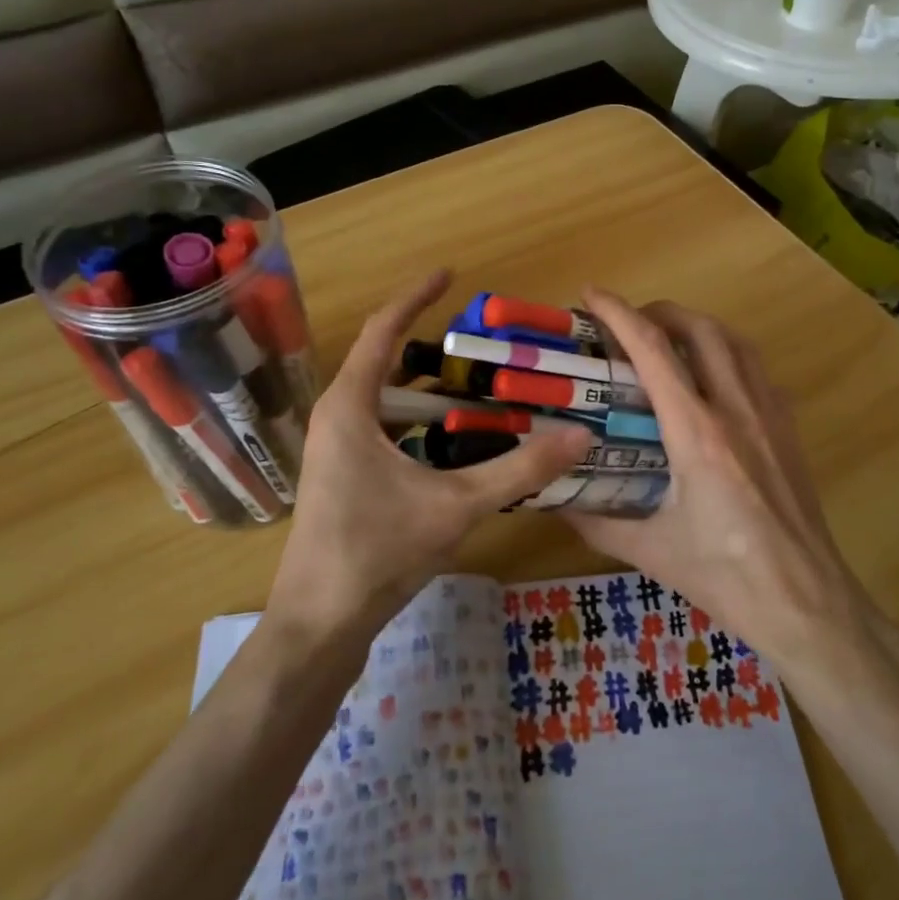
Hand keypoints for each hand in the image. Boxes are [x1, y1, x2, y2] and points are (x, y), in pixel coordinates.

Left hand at [265, 269, 591, 641]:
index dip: (416, 297)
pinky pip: (384, 429)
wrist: (319, 624)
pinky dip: (420, 423)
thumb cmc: (377, 552)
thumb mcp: (456, 506)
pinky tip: (456, 442)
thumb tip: (579, 436)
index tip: (450, 275)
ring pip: (386, 401)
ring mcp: (336, 450)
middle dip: (433, 348)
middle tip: (484, 343)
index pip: (382, 331)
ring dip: (428, 389)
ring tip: (479, 386)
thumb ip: (519, 470)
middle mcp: (337, 418)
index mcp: (350, 406)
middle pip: (385, 363)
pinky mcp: (343, 477)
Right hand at [563, 289, 874, 671]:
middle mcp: (735, 409)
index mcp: (696, 432)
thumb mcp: (650, 550)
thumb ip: (596, 523)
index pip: (652, 350)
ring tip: (669, 339)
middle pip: (700, 329)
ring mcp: (770, 416)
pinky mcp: (789, 430)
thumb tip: (554, 503)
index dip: (619, 313)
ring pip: (736, 342)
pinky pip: (758, 371)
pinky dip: (730, 355)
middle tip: (628, 322)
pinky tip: (714, 380)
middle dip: (660, 311)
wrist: (806, 601)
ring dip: (699, 327)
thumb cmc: (725, 576)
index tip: (591, 295)